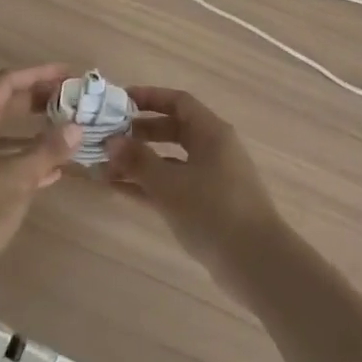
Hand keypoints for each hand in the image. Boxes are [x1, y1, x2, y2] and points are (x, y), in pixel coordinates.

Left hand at [0, 64, 81, 298]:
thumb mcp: (16, 178)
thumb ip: (47, 150)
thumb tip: (76, 127)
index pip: (7, 82)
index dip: (39, 74)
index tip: (69, 74)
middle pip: (4, 104)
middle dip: (38, 100)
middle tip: (71, 100)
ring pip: (4, 133)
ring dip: (34, 131)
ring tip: (66, 131)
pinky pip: (1, 159)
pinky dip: (25, 158)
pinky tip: (51, 171)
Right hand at [107, 87, 286, 296]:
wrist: (257, 264)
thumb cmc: (213, 211)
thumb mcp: (169, 184)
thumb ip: (138, 161)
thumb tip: (111, 141)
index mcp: (211, 133)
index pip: (178, 102)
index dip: (149, 97)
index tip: (119, 101)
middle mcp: (213, 150)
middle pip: (173, 130)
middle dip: (139, 133)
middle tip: (108, 137)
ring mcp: (212, 179)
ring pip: (170, 161)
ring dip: (139, 163)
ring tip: (103, 167)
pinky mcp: (208, 206)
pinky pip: (172, 186)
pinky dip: (148, 186)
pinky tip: (119, 190)